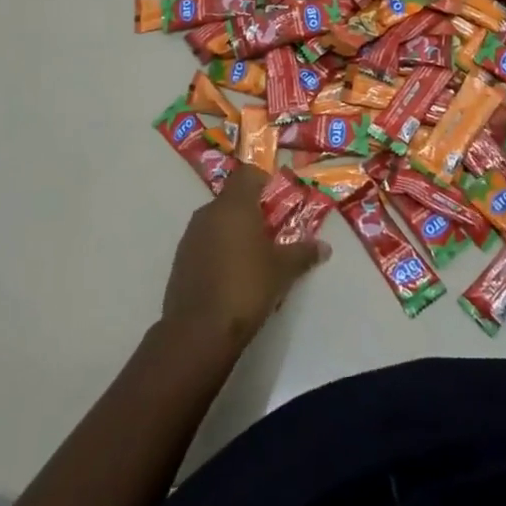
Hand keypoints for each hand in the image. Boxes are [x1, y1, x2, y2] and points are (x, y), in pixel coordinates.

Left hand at [160, 169, 327, 349]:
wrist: (198, 331)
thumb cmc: (246, 287)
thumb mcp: (282, 270)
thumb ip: (303, 253)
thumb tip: (325, 247)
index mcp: (234, 205)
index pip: (248, 174)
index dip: (264, 180)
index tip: (279, 198)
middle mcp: (209, 212)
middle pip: (233, 198)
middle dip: (252, 210)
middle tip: (273, 231)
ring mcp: (191, 235)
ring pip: (217, 220)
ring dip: (235, 230)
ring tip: (254, 255)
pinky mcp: (180, 258)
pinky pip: (205, 242)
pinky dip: (219, 248)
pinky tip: (232, 274)